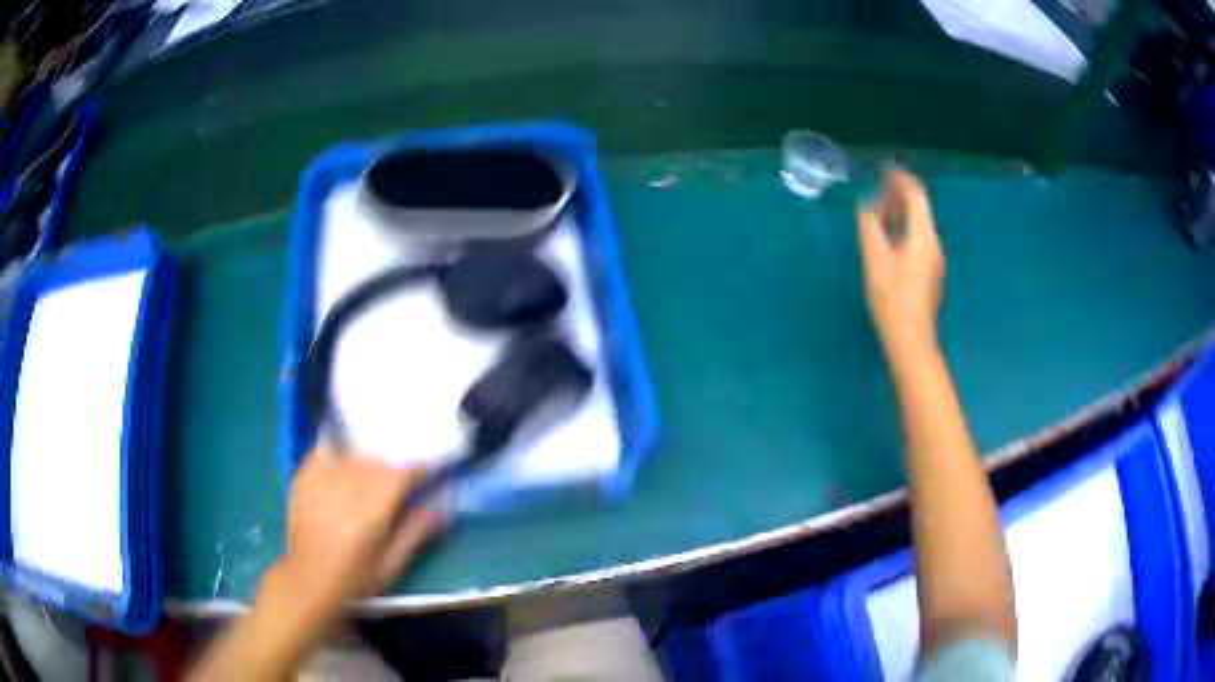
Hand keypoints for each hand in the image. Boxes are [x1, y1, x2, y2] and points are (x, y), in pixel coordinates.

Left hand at [281, 446, 440, 609]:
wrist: (307, 581)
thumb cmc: (355, 579)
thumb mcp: (392, 564)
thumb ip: (416, 531)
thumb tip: (441, 506)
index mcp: (374, 506)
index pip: (404, 472)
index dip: (420, 469)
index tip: (428, 474)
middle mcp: (348, 483)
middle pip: (379, 459)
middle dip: (393, 467)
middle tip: (398, 485)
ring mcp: (322, 476)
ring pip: (354, 454)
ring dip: (367, 462)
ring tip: (369, 480)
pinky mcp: (304, 476)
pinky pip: (325, 450)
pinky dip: (338, 453)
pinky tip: (342, 466)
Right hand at [856, 166, 944, 358]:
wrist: (911, 339)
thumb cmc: (892, 299)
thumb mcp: (875, 259)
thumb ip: (870, 227)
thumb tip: (867, 206)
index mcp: (923, 236)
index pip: (916, 195)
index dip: (901, 179)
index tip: (883, 171)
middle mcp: (934, 244)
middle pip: (920, 209)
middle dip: (899, 195)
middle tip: (877, 190)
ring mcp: (935, 260)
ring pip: (920, 225)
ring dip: (901, 213)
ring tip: (880, 212)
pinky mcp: (930, 273)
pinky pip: (919, 240)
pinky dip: (905, 229)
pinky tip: (890, 238)